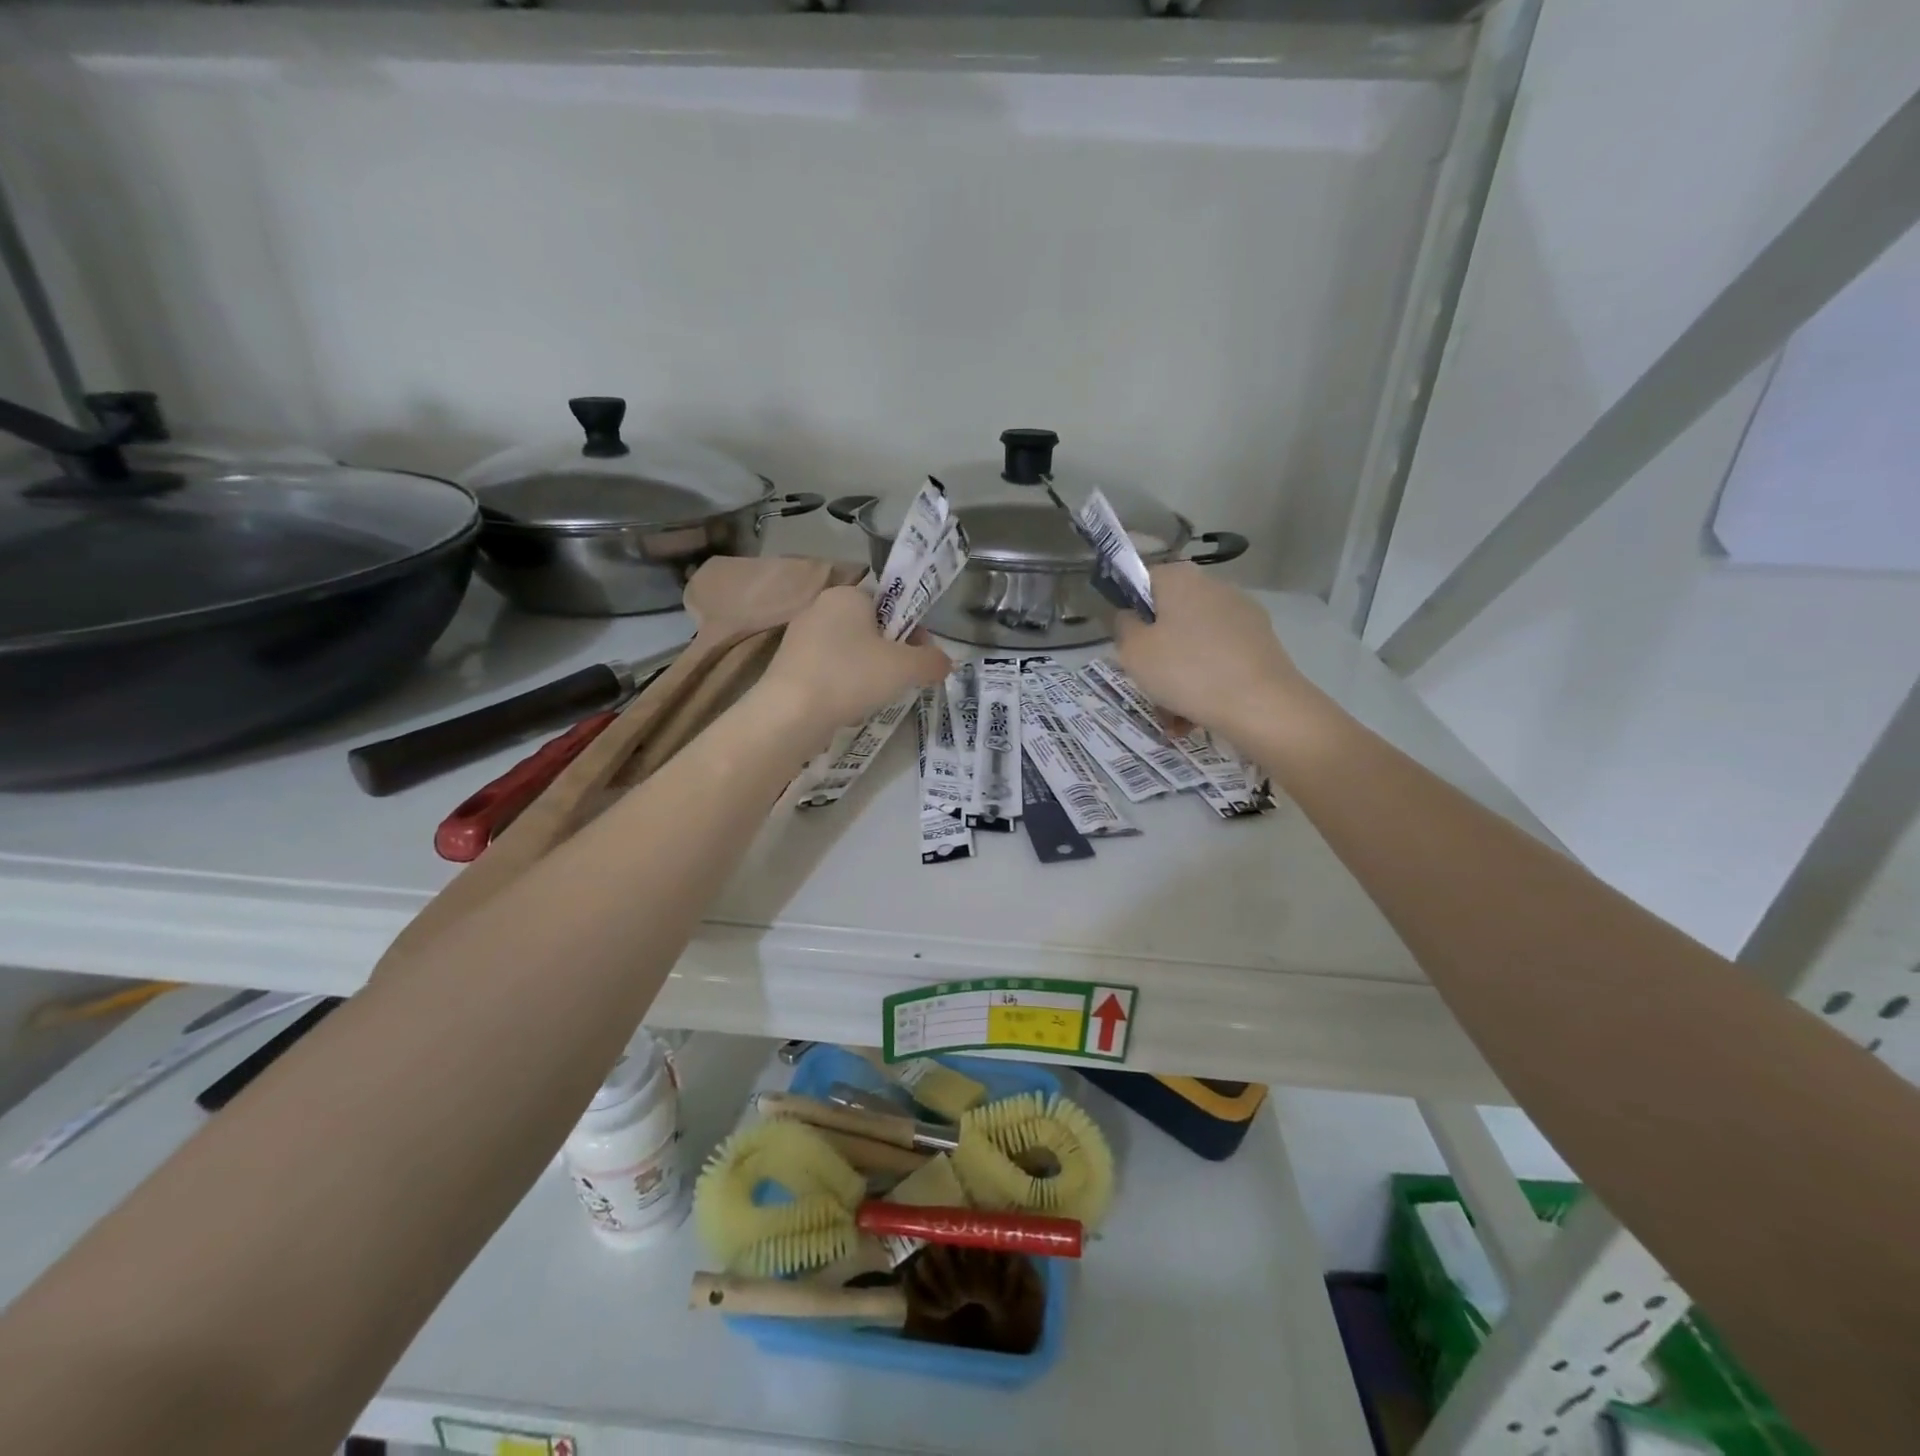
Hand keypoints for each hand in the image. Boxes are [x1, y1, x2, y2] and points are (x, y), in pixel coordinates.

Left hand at [756, 585, 951, 736]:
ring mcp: (800, 636)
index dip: (910, 628)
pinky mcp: (788, 665)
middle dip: (891, 653)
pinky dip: (843, 684)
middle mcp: (820, 607)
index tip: (919, 656)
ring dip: (868, 671)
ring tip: (875, 697)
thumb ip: (932, 661)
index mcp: (847, 594)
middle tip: (902, 679)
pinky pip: (829, 669)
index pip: (889, 602)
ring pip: (850, 651)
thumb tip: (945, 662)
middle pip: (870, 627)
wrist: (790, 714)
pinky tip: (848, 706)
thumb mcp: (906, 668)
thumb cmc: (851, 677)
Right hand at [1113, 563, 1308, 736]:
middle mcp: (1214, 587)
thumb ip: (1123, 627)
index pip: (1144, 581)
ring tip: (1172, 714)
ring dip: (1179, 674)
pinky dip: (1206, 682)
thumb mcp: (1134, 652)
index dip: (1131, 612)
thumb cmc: (1186, 671)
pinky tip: (1198, 715)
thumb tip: (1130, 617)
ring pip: (1194, 643)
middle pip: (1171, 616)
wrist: (1261, 705)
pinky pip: (1220, 659)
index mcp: (1180, 579)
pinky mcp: (1261, 642)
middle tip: (1148, 683)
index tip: (1128, 645)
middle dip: (1157, 651)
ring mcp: (1242, 614)